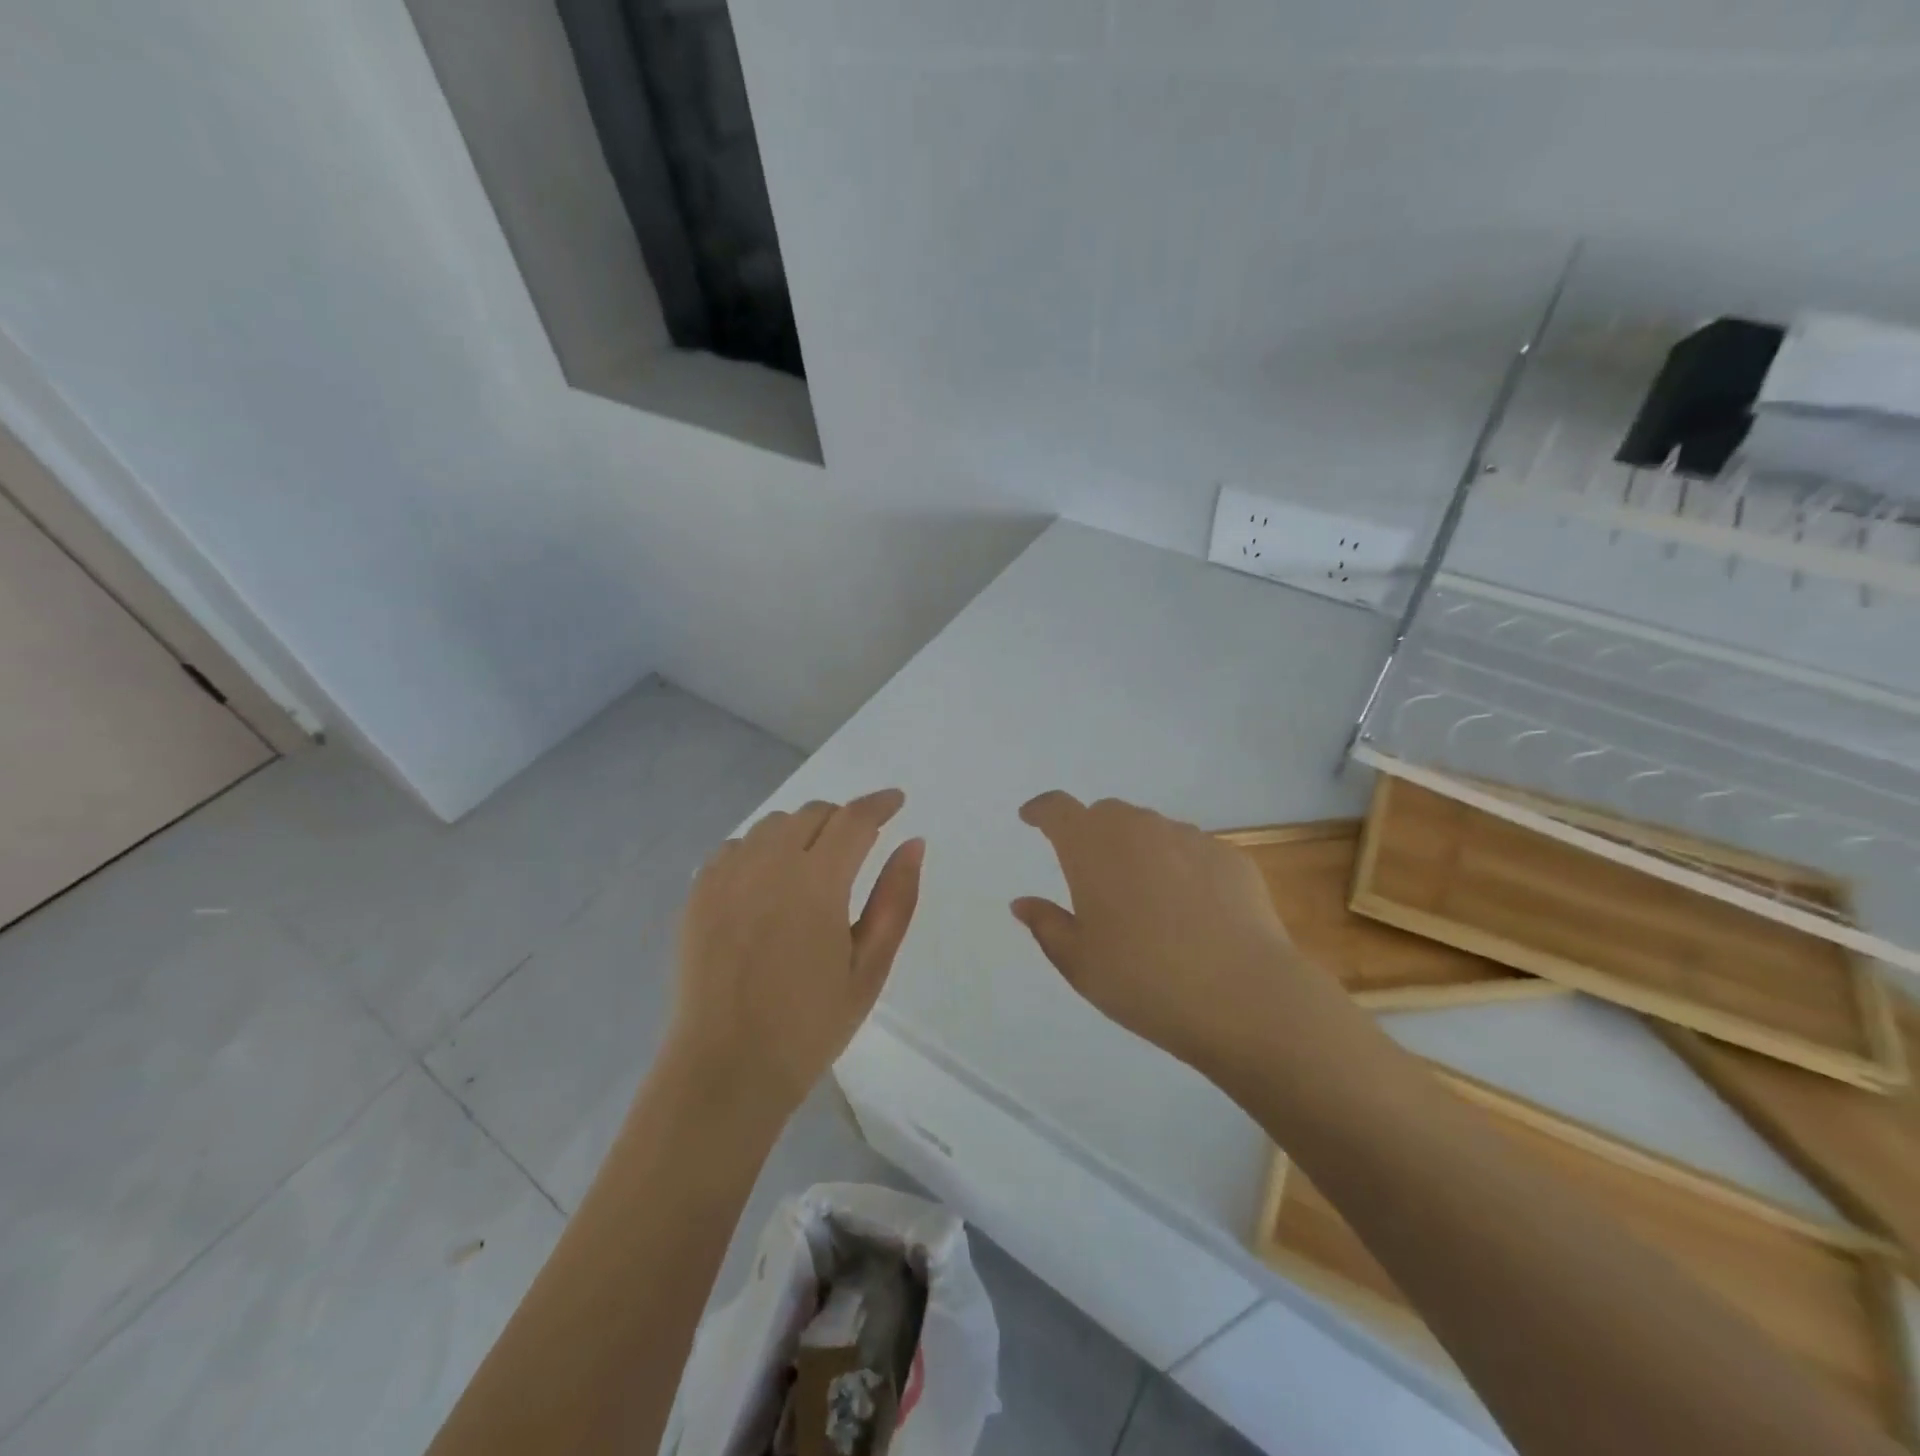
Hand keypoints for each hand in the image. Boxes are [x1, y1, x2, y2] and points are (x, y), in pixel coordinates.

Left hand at [669, 790, 923, 1115]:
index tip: (897, 801)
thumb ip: (895, 899)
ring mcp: (727, 876)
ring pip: (773, 825)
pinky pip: (736, 846)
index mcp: (817, 882)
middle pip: (813, 813)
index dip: (880, 804)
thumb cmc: (810, 1024)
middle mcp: (769, 864)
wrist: (726, 1067)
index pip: (855, 819)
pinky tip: (767, 881)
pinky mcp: (698, 893)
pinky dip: (761, 849)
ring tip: (814, 864)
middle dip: (843, 819)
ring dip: (802, 830)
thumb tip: (913, 843)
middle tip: (859, 845)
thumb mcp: (870, 967)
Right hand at [1011, 792, 1345, 1076]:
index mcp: (1092, 847)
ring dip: (1139, 851)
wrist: (1243, 996)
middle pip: (1106, 814)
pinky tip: (1193, 911)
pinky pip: (1192, 851)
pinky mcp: (1230, 856)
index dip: (1041, 810)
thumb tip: (1023, 903)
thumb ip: (1047, 925)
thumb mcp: (1079, 963)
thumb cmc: (1143, 980)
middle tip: (1092, 874)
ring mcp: (1189, 838)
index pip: (1057, 809)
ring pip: (1152, 830)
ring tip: (1147, 900)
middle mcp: (1138, 829)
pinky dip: (1181, 868)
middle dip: (1091, 833)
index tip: (1031, 818)